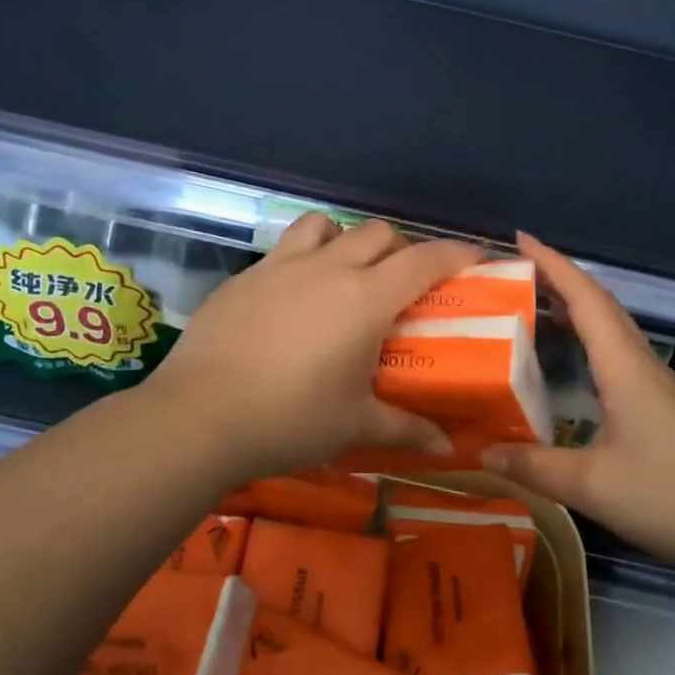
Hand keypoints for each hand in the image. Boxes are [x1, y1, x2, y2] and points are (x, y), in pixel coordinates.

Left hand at [144, 213, 482, 482]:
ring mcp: (282, 265)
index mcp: (366, 298)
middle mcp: (329, 268)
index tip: (475, 257)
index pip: (424, 260)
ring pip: (326, 225)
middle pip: (378, 233)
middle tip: (401, 285)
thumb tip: (447, 449)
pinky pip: (285, 248)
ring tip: (343, 275)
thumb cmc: (289, 419)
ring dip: (345, 240)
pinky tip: (291, 298)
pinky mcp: (246, 275)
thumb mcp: (354, 425)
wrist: (198, 416)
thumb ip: (405, 428)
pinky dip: (303, 258)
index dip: (456, 253)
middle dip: (399, 249)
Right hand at [482, 233, 674, 570]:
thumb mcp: (593, 486)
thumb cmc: (673, 495)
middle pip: (600, 304)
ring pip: (612, 328)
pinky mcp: (663, 407)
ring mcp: (656, 385)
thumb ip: (535, 467)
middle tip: (517, 270)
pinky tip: (576, 360)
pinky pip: (618, 352)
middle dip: (560, 278)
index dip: (552, 264)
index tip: (520, 238)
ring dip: (577, 306)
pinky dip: (590, 338)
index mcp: (623, 366)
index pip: (585, 298)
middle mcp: (640, 364)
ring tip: (537, 303)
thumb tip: (482, 451)